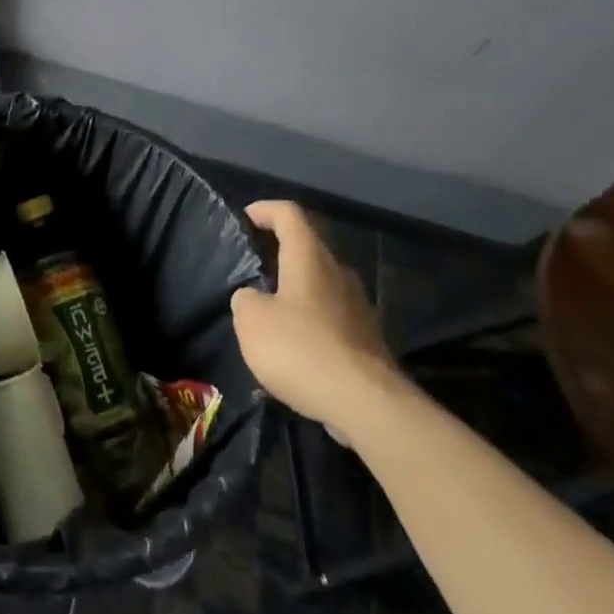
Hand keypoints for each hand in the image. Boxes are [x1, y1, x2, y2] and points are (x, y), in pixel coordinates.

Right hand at [230, 201, 395, 432]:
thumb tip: (253, 297)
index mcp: (310, 258)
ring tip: (269, 314)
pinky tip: (294, 348)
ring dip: (295, 291)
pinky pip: (331, 317)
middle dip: (280, 253)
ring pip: (321, 284)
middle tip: (253, 268)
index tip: (246, 217)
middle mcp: (338, 272)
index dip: (266, 210)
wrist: (366, 403)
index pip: (289, 214)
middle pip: (308, 248)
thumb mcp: (251, 321)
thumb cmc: (301, 349)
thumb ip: (245, 300)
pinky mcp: (367, 338)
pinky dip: (310, 321)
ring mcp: (358, 305)